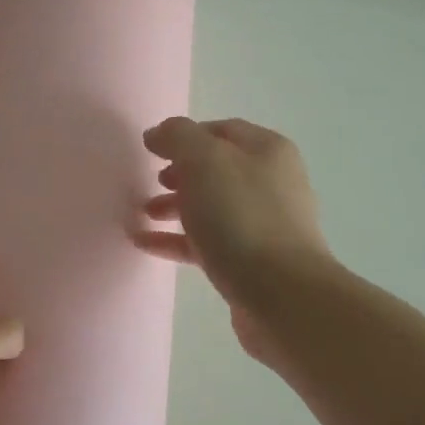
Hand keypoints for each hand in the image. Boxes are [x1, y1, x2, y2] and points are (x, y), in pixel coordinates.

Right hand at [137, 117, 332, 362]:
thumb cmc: (242, 217)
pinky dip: (176, 239)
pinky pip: (206, 242)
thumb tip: (158, 133)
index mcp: (266, 151)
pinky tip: (144, 243)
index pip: (220, 130)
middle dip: (179, 173)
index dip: (184, 135)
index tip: (151, 150)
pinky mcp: (250, 261)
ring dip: (174, 206)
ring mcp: (263, 224)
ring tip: (143, 214)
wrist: (281, 294)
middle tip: (151, 182)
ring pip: (210, 207)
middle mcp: (270, 182)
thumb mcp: (204, 161)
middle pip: (216, 169)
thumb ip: (177, 137)